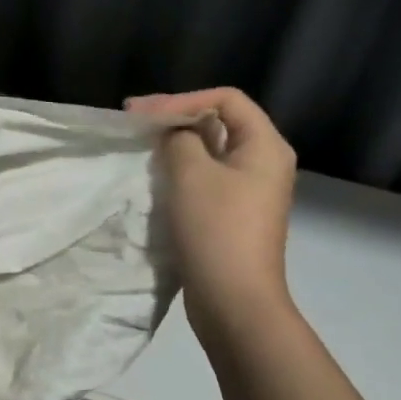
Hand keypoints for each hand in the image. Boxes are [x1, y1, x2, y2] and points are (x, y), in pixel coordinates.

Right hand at [125, 87, 297, 345]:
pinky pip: (207, 177)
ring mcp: (250, 190)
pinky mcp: (234, 214)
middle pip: (219, 122)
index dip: (182, 99)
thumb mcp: (190, 174)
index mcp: (265, 146)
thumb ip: (178, 139)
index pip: (225, 99)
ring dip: (176, 144)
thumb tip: (174, 132)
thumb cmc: (216, 229)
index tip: (140, 113)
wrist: (234, 300)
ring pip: (210, 151)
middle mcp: (264, 162)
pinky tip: (156, 176)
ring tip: (141, 146)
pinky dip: (181, 170)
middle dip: (176, 117)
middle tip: (135, 122)